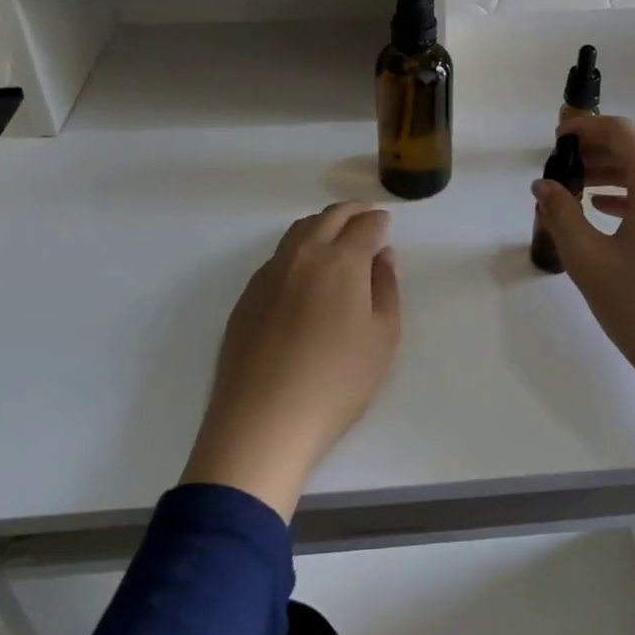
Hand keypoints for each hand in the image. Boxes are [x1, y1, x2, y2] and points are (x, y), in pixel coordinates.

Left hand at [182, 203, 400, 519]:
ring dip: (323, 224)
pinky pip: (278, 256)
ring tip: (337, 236)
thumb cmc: (336, 382)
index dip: (379, 221)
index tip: (386, 225)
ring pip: (299, 231)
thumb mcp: (382, 338)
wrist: (262, 422)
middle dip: (351, 211)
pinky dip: (299, 248)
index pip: (364, 225)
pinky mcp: (247, 296)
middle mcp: (302, 255)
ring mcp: (269, 273)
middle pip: (329, 217)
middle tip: (366, 217)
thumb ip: (386, 287)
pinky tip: (305, 271)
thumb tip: (382, 255)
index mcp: (340, 260)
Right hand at [532, 114, 634, 403]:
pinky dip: (631, 193)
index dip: (586, 127)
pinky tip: (603, 207)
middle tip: (558, 164)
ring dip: (612, 172)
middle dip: (595, 151)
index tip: (556, 138)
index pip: (622, 133)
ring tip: (574, 186)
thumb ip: (561, 214)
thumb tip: (542, 185)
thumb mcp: (588, 259)